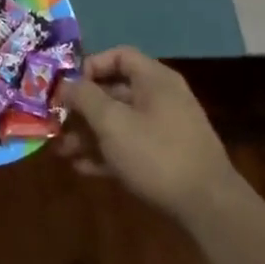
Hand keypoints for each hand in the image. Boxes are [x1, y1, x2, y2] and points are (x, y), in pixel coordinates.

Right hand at [58, 47, 241, 220]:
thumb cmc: (156, 153)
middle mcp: (161, 98)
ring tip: (61, 150)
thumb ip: (85, 97)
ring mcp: (166, 129)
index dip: (90, 66)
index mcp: (154, 79)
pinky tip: (82, 168)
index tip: (67, 86)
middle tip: (56, 121)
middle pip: (115, 91)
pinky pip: (130, 146)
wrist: (209, 207)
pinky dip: (107, 153)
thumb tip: (66, 83)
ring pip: (119, 122)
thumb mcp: (112, 122)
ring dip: (89, 134)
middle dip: (82, 107)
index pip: (119, 56)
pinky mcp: (166, 158)